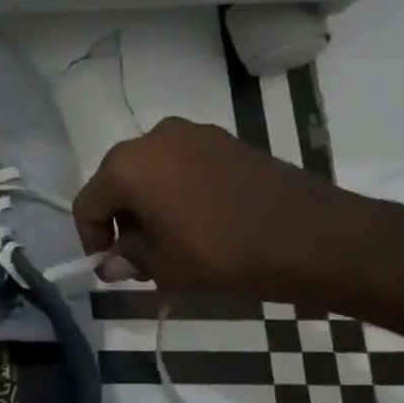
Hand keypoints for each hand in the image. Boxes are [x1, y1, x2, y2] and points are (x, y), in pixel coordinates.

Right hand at [72, 118, 360, 298]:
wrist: (315, 237)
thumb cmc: (225, 253)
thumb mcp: (166, 267)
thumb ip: (129, 260)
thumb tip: (113, 264)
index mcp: (126, 166)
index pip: (88, 205)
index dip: (92, 240)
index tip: (109, 268)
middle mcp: (152, 139)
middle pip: (117, 182)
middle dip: (121, 221)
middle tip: (139, 258)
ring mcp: (192, 134)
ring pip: (151, 172)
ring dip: (149, 205)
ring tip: (171, 241)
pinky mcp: (225, 140)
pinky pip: (183, 165)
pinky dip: (178, 191)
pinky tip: (199, 221)